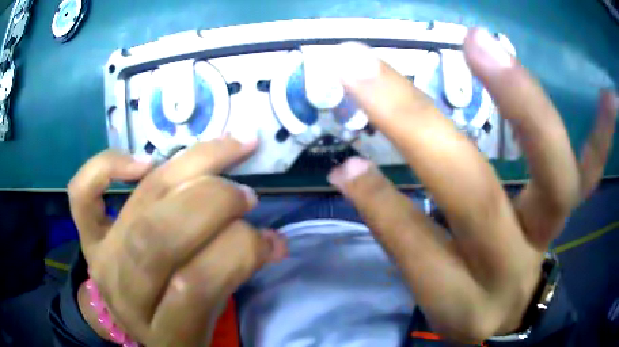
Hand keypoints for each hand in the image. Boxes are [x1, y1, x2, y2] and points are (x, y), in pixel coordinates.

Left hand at [68, 137, 285, 345]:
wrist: (131, 323)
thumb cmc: (177, 325)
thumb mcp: (211, 320)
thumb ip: (237, 279)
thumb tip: (273, 241)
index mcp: (164, 331)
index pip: (196, 286)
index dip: (238, 252)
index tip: (268, 238)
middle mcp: (125, 293)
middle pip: (159, 237)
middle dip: (213, 203)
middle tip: (245, 195)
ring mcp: (101, 259)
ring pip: (138, 204)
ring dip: (190, 168)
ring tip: (228, 151)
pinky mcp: (87, 237)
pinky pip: (83, 194)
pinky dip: (107, 166)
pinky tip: (143, 161)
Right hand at [328, 30, 616, 341]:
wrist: (510, 312)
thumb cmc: (466, 300)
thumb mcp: (428, 287)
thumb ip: (395, 228)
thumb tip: (350, 171)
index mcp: (460, 296)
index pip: (416, 247)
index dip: (379, 204)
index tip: (345, 159)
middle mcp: (509, 265)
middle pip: (476, 199)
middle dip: (421, 130)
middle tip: (368, 70)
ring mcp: (549, 233)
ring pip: (554, 177)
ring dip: (524, 106)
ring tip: (481, 43)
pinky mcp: (571, 214)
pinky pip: (592, 174)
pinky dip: (603, 137)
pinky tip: (608, 98)